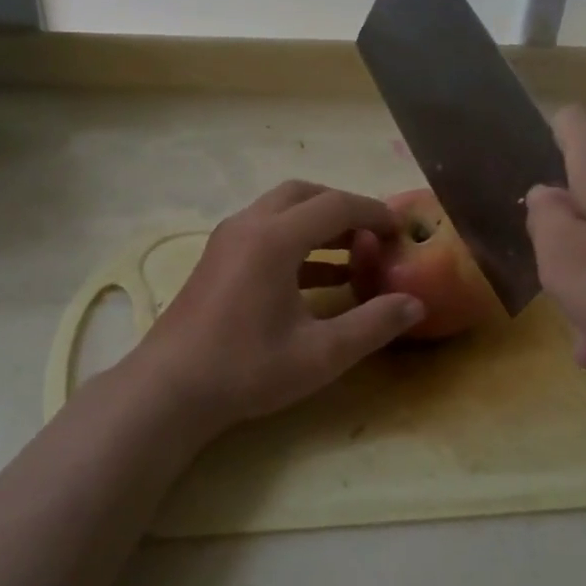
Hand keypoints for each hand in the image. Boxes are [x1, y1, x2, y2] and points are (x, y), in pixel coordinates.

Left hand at [129, 181, 423, 431]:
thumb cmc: (247, 368)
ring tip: (353, 255)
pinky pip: (264, 232)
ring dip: (317, 224)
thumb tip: (415, 304)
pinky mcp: (217, 260)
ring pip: (280, 210)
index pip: (336, 205)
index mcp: (275, 238)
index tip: (400, 230)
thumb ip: (373, 325)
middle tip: (372, 235)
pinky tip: (318, 278)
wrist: (169, 390)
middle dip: (343, 208)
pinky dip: (295, 242)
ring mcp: (227, 240)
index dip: (373, 213)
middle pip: (304, 194)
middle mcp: (249, 225)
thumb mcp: (321, 353)